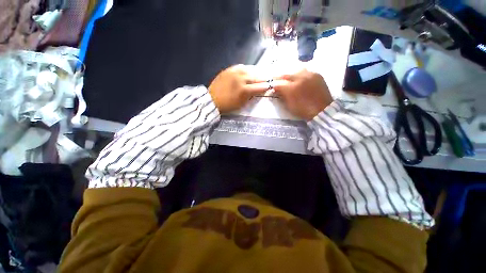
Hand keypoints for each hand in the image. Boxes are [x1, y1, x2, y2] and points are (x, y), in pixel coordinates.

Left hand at [209, 65, 269, 113]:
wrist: (212, 100)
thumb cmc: (228, 105)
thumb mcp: (241, 104)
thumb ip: (250, 96)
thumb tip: (257, 90)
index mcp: (244, 90)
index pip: (259, 87)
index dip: (266, 86)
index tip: (270, 86)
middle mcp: (241, 79)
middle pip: (256, 77)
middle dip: (263, 78)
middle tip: (267, 79)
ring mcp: (234, 72)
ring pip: (250, 70)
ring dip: (256, 73)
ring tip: (259, 74)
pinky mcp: (229, 70)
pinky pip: (241, 67)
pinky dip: (247, 69)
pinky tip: (248, 71)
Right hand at [273, 70, 332, 120]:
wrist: (322, 110)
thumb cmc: (303, 110)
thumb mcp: (290, 106)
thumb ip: (282, 96)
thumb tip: (276, 91)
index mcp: (292, 88)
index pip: (278, 84)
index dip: (274, 86)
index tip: (273, 88)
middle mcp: (300, 78)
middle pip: (286, 75)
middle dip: (280, 79)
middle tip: (278, 82)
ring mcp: (309, 75)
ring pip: (295, 71)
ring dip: (291, 75)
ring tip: (290, 80)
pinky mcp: (317, 75)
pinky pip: (306, 71)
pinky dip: (300, 74)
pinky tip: (300, 79)